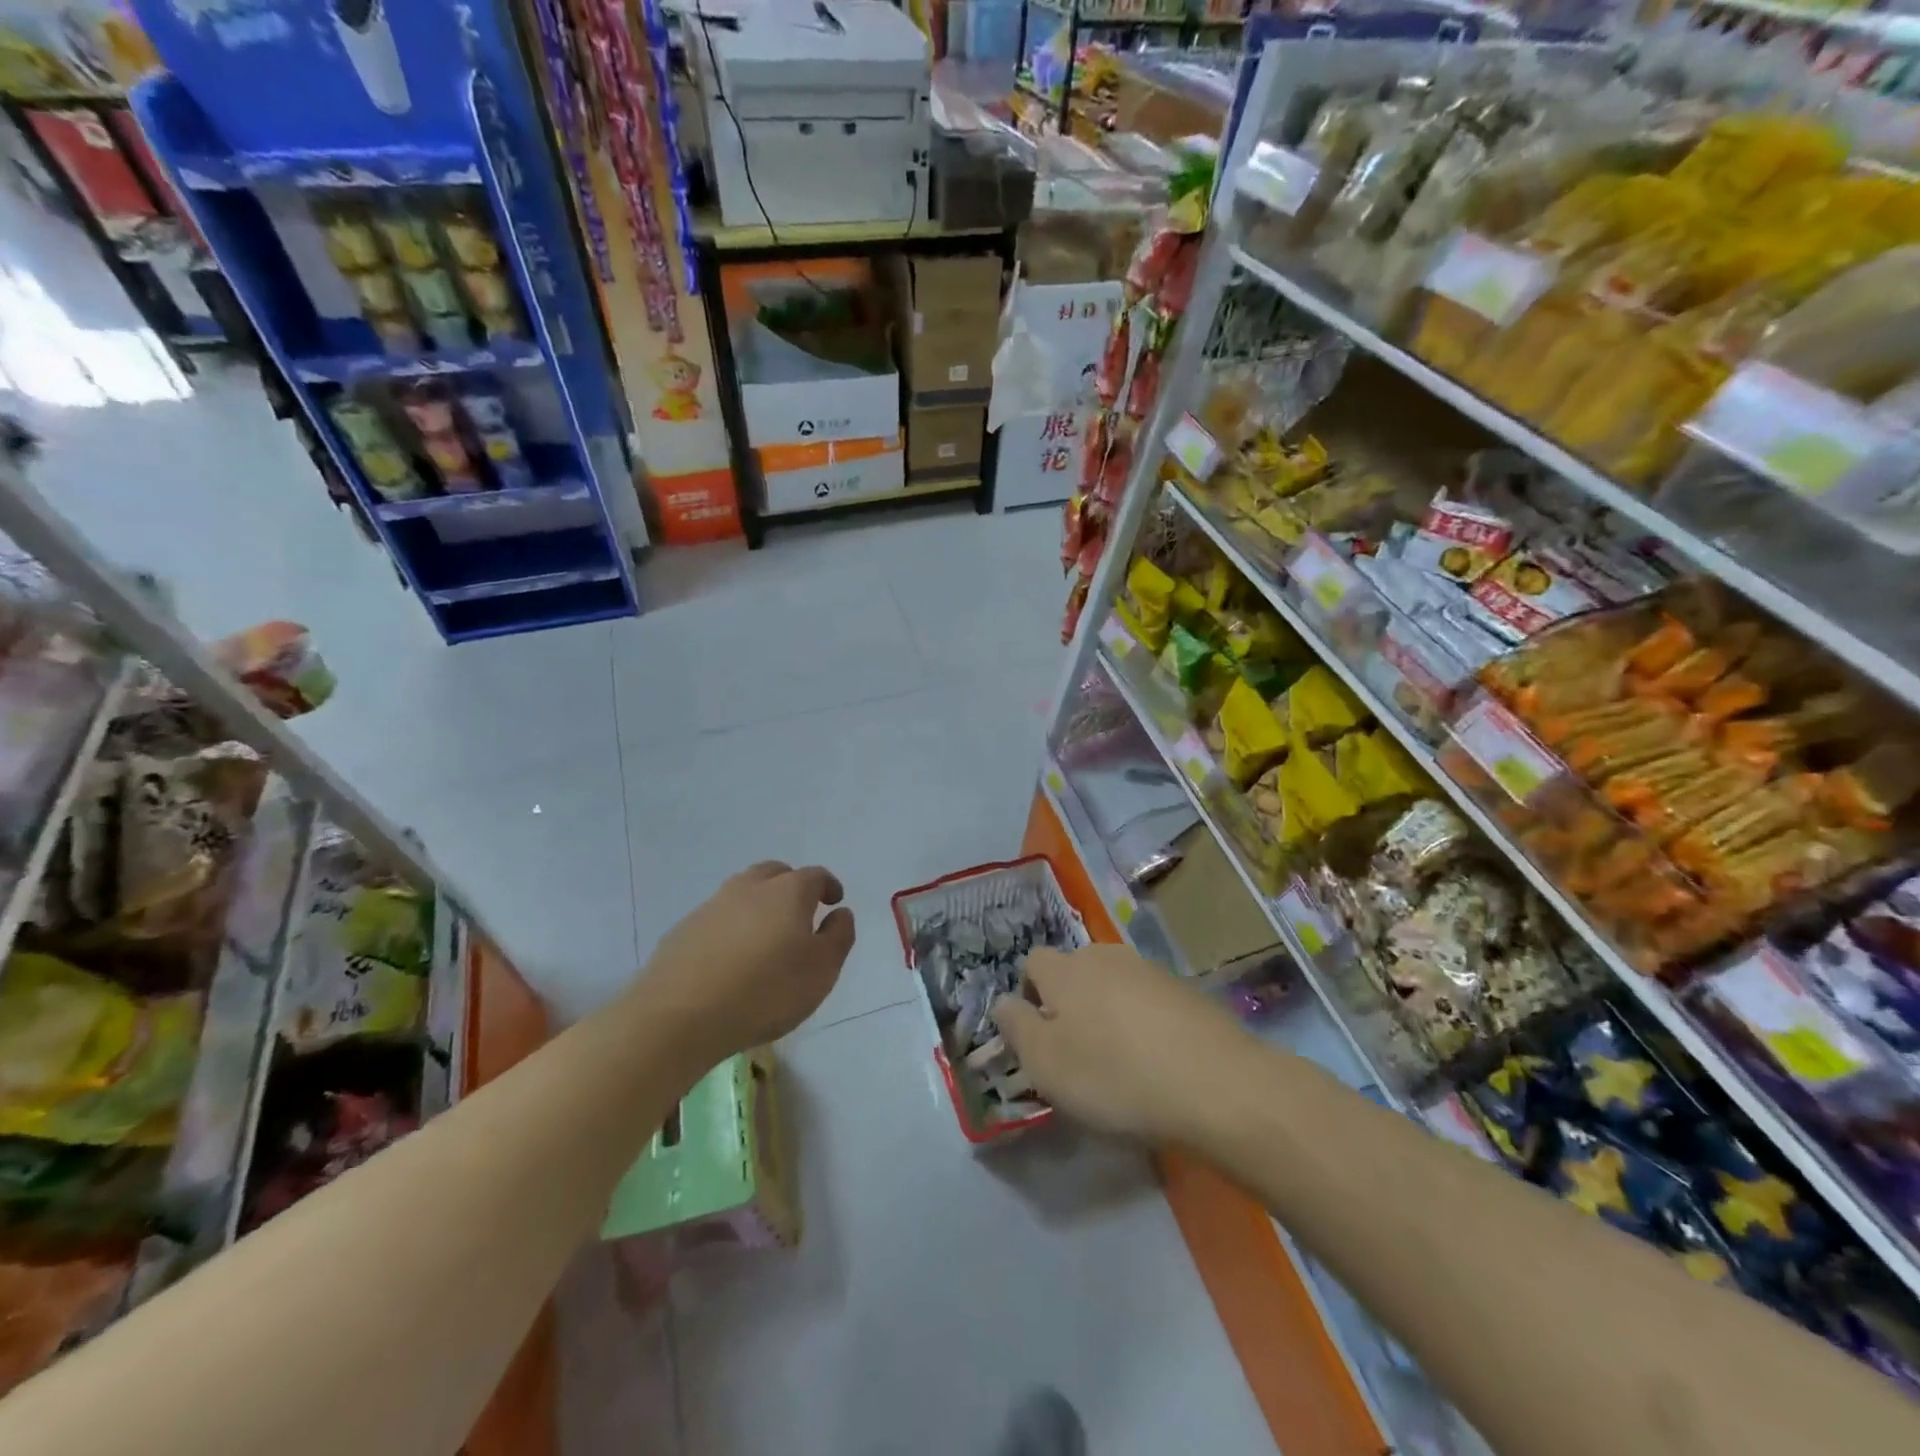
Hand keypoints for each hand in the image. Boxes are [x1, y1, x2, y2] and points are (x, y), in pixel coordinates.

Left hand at [639, 861, 855, 1063]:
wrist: (679, 1016)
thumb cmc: (766, 991)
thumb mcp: (822, 969)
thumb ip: (838, 936)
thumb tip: (840, 913)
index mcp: (787, 891)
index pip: (815, 876)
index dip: (828, 886)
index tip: (834, 902)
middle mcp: (749, 888)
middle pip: (775, 874)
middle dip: (791, 886)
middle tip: (800, 912)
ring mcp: (711, 907)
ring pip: (742, 893)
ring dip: (758, 906)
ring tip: (765, 938)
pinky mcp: (683, 931)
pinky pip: (716, 920)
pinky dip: (730, 929)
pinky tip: (730, 960)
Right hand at [991, 945, 1252, 1144]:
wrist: (1217, 1084)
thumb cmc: (1116, 1076)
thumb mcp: (1046, 1065)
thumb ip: (1016, 1028)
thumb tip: (1002, 1002)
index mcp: (1066, 970)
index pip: (1032, 962)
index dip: (1029, 994)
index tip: (1039, 1036)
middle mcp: (1105, 957)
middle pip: (1075, 971)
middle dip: (1070, 1003)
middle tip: (1078, 1052)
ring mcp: (1150, 970)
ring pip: (1113, 984)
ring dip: (1108, 1012)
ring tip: (1121, 1060)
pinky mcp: (1186, 990)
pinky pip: (1149, 1000)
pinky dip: (1144, 1022)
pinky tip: (1158, 1060)